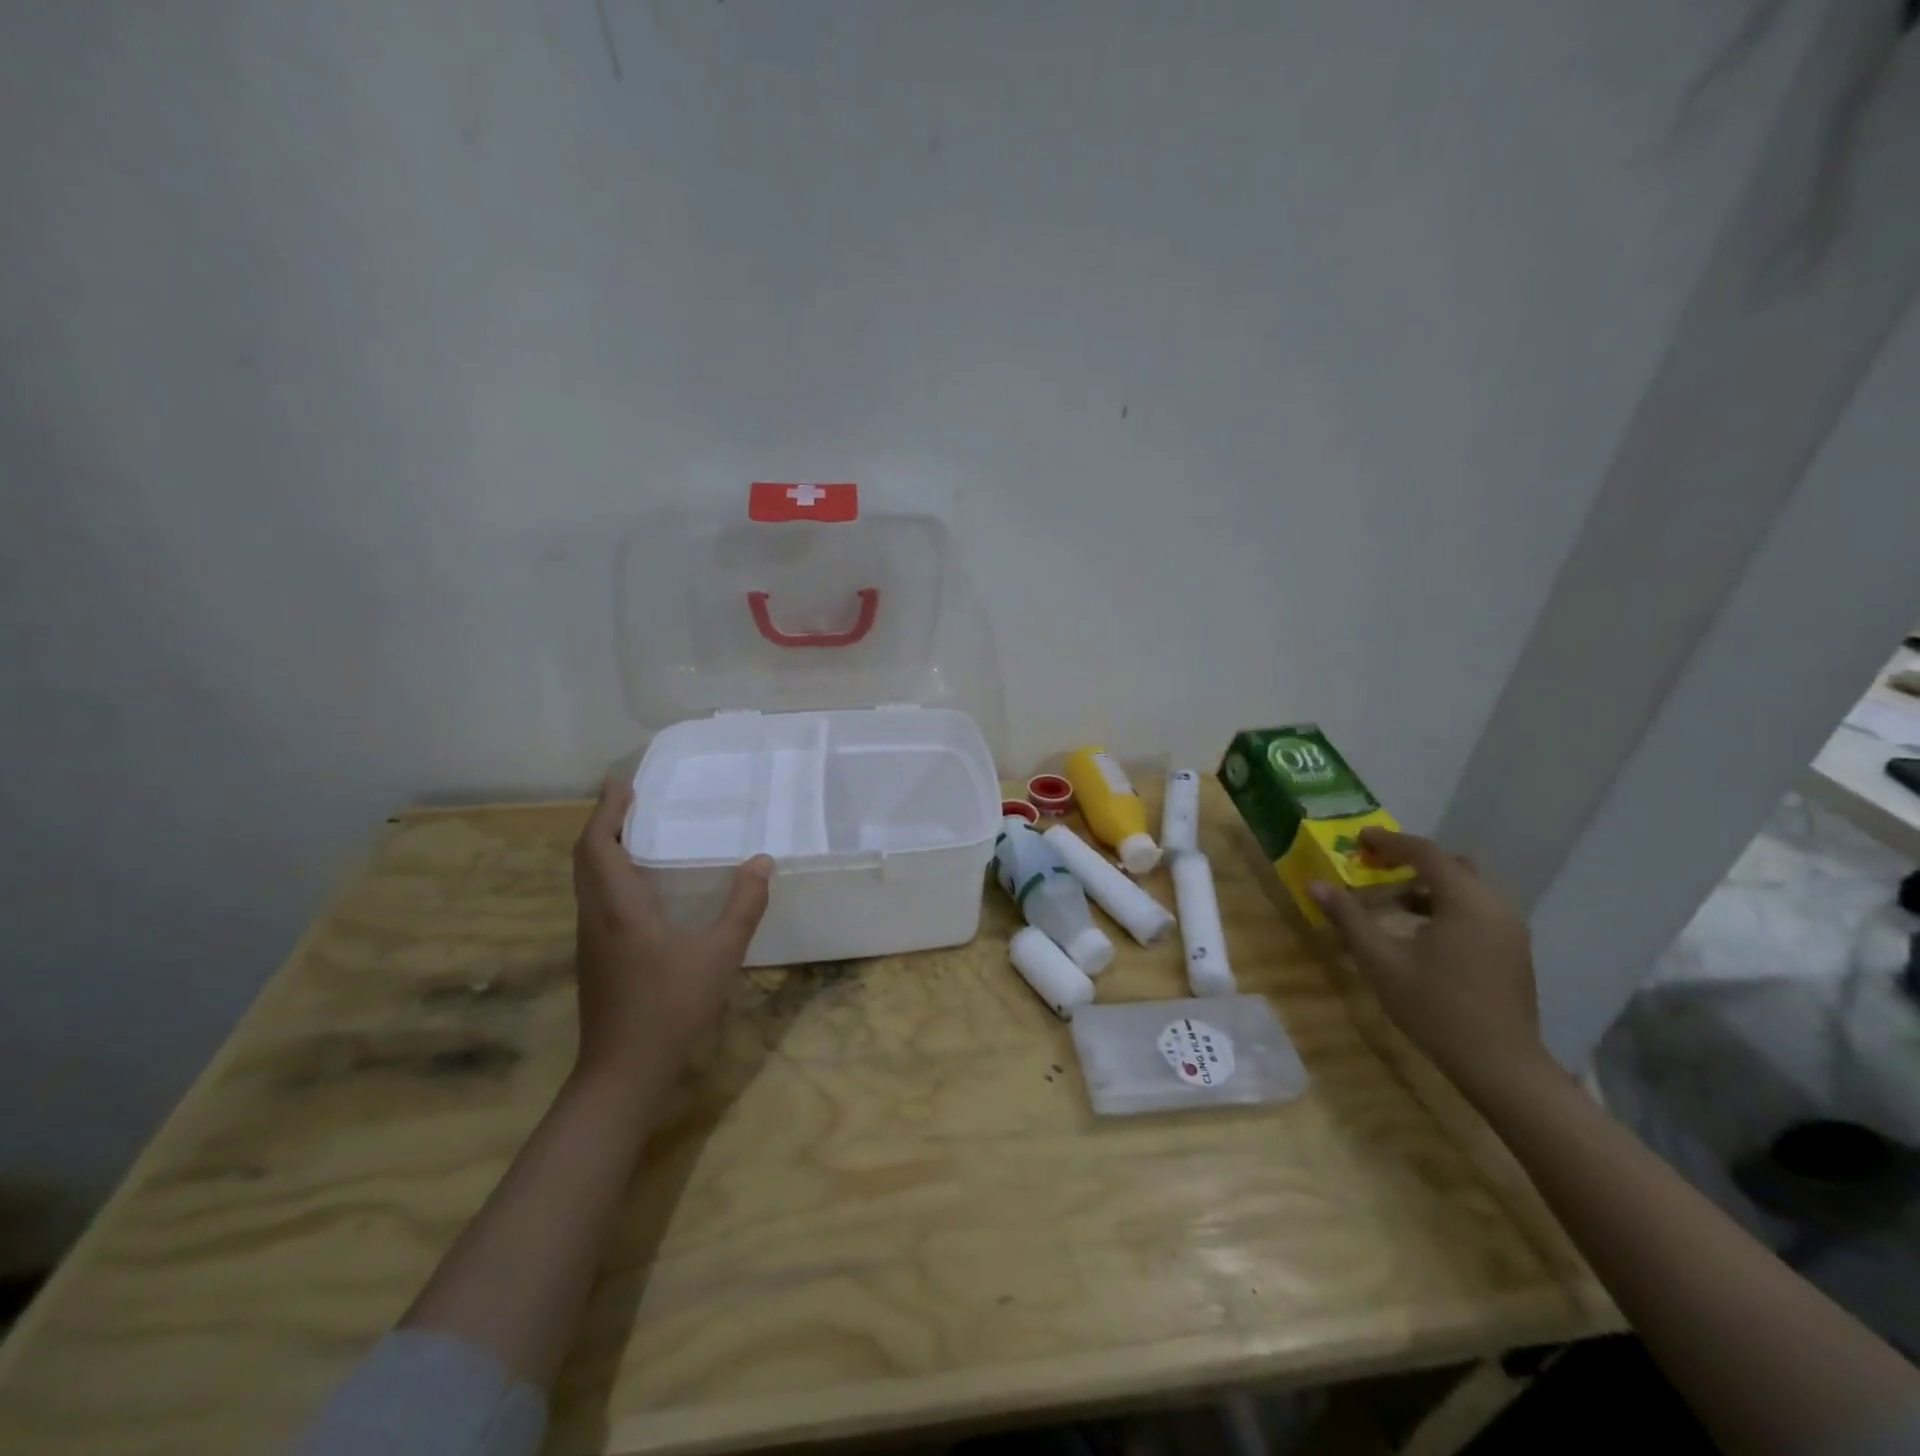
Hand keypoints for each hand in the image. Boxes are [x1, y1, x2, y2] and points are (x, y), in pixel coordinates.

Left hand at [571, 777, 773, 1091]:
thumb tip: (761, 862)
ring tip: (637, 830)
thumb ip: (742, 907)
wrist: (622, 1074)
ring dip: (604, 848)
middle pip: (586, 858)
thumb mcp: (719, 955)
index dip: (607, 810)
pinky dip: (610, 874)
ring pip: (587, 880)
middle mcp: (595, 917)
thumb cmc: (669, 1009)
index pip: (598, 845)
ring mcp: (591, 940)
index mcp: (618, 909)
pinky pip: (596, 899)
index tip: (624, 782)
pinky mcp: (596, 958)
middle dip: (604, 822)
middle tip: (632, 799)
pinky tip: (642, 884)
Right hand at [1309, 828, 1550, 1102]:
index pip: (1426, 853)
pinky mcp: (1513, 951)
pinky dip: (1447, 905)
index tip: (1358, 838)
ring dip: (1429, 884)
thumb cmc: (1435, 1008)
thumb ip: (1348, 918)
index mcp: (1465, 901)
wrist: (1501, 1066)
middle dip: (1412, 859)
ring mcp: (1509, 930)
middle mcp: (1495, 906)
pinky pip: (1477, 909)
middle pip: (1452, 865)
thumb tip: (1314, 884)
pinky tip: (1420, 930)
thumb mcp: (1380, 961)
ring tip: (1392, 899)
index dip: (1390, 841)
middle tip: (1375, 865)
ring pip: (1467, 888)